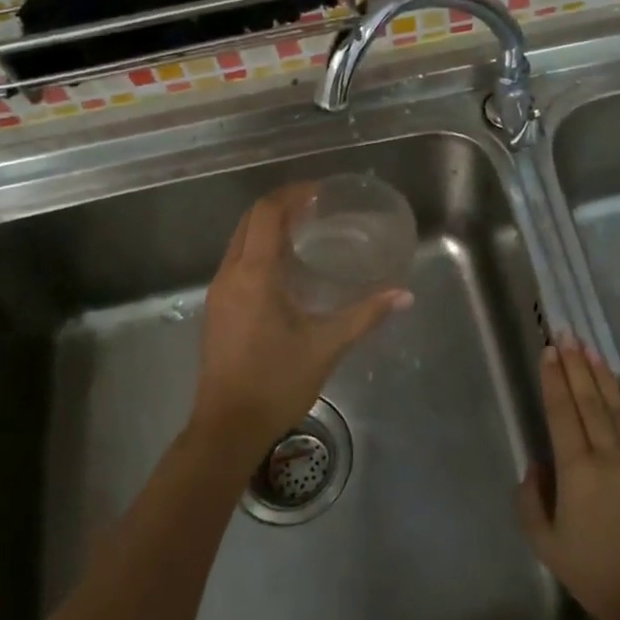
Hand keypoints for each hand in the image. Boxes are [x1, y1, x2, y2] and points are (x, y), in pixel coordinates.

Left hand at [192, 184, 410, 463]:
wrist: (227, 427)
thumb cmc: (276, 382)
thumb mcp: (326, 346)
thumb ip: (365, 315)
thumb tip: (403, 294)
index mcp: (254, 274)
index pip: (266, 213)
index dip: (292, 194)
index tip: (321, 192)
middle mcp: (230, 274)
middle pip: (250, 221)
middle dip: (280, 206)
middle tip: (317, 207)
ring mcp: (218, 292)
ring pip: (240, 241)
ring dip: (267, 227)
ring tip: (304, 230)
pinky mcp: (216, 309)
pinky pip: (237, 262)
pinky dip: (259, 249)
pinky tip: (284, 268)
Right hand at [517, 336, 619, 619]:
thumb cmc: (596, 575)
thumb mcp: (545, 544)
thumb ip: (530, 500)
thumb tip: (537, 465)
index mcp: (577, 471)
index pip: (562, 412)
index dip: (554, 379)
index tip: (549, 350)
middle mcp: (610, 455)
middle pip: (589, 399)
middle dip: (575, 363)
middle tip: (566, 333)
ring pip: (618, 406)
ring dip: (603, 373)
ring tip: (590, 347)